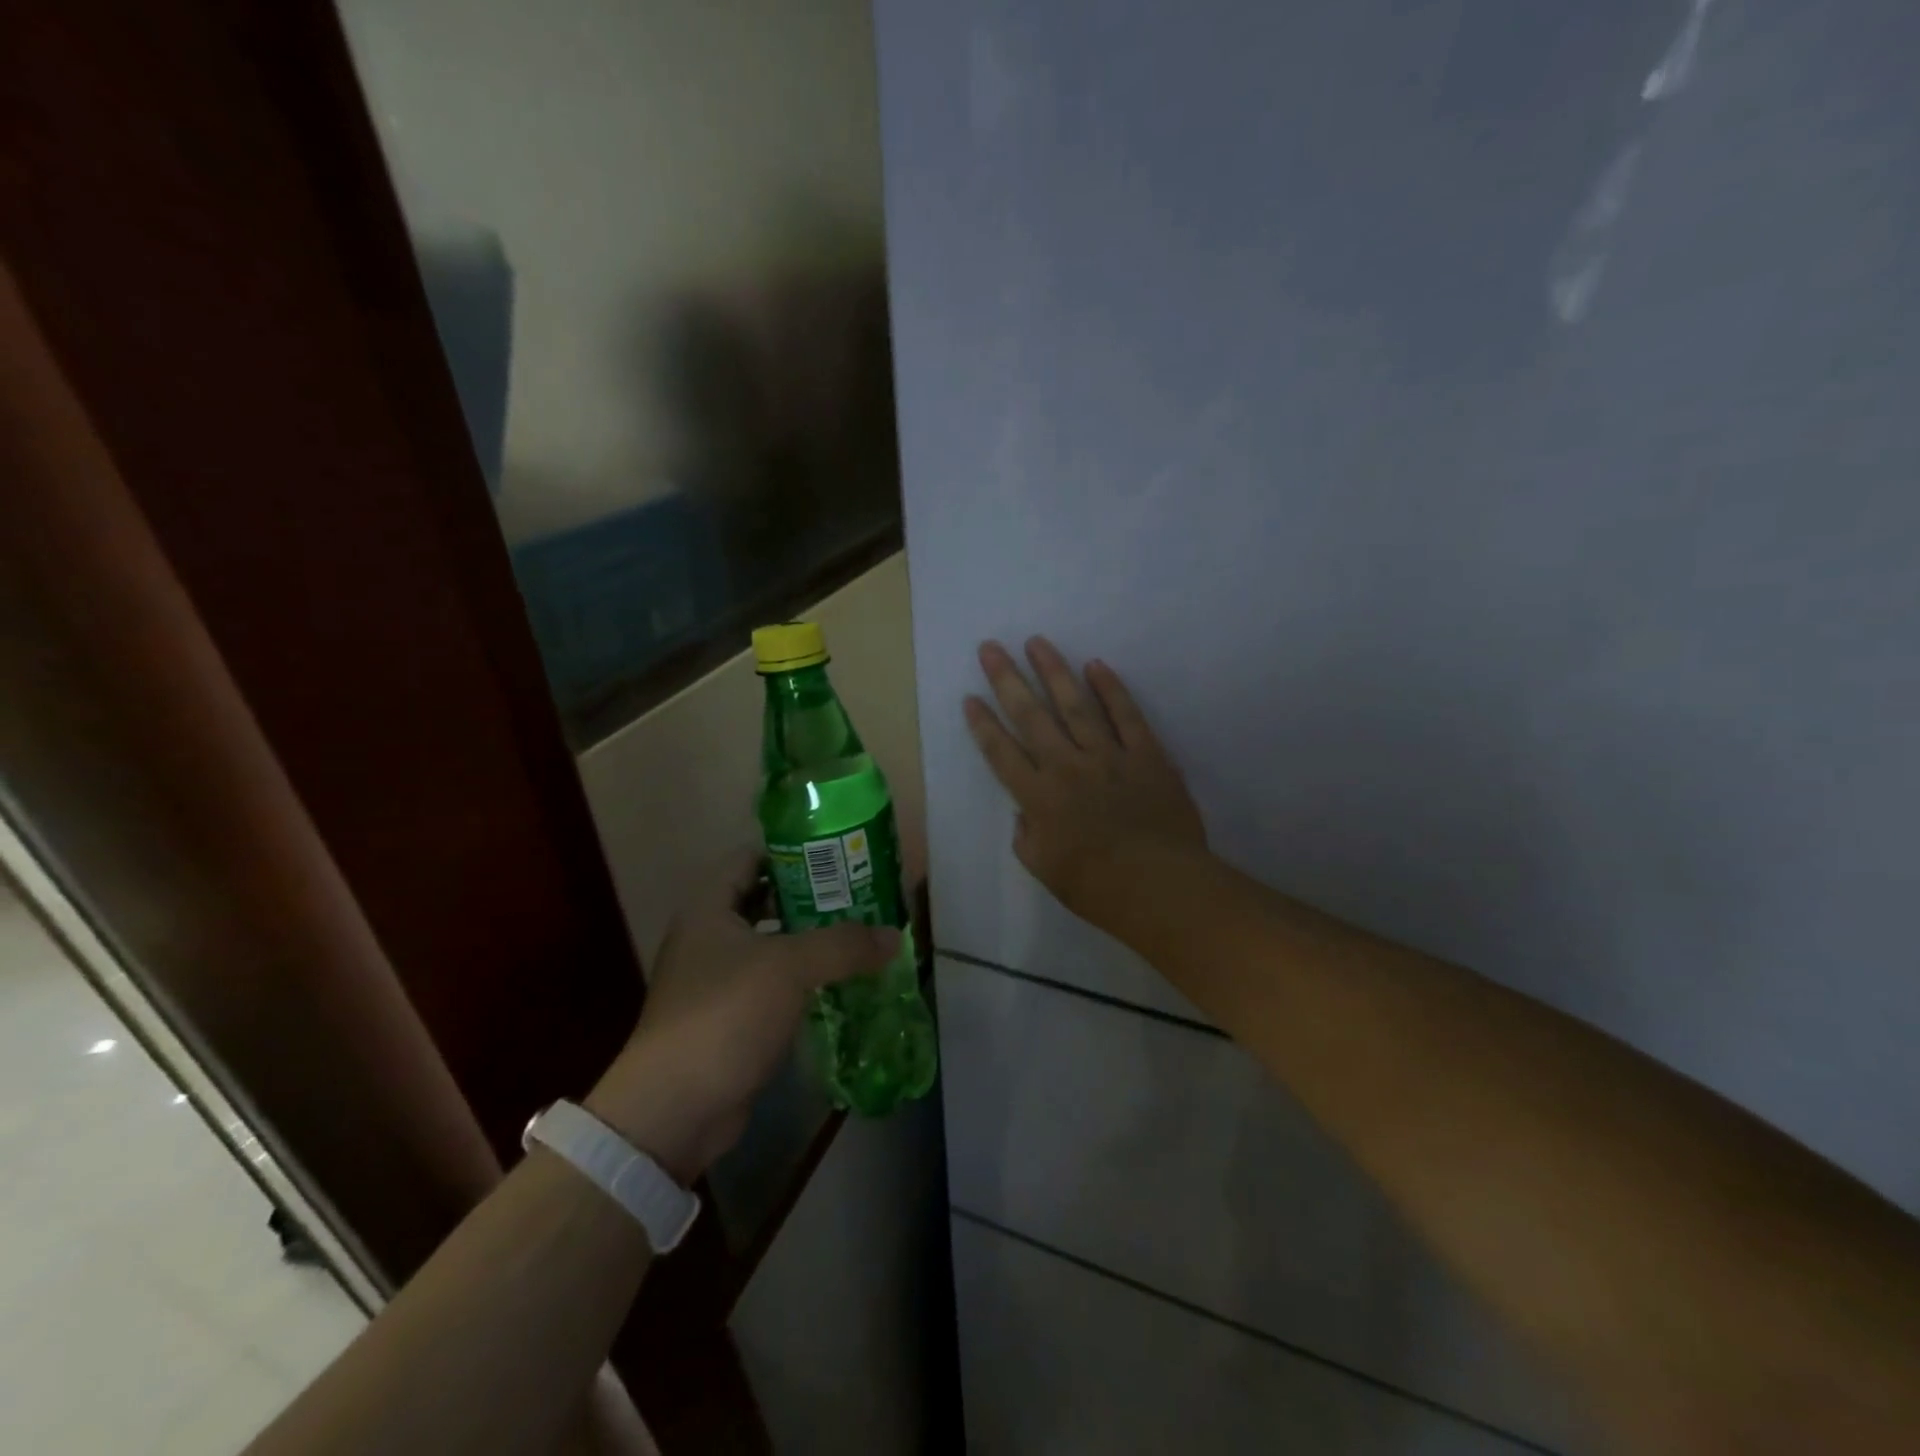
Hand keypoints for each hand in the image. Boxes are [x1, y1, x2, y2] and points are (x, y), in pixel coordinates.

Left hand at [586, 850, 897, 1183]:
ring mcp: (716, 980)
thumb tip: (894, 936)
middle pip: (765, 901)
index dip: (792, 851)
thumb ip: (844, 944)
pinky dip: (804, 981)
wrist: (675, 1109)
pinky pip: (773, 985)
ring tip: (860, 935)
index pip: (750, 858)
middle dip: (812, 897)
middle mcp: (709, 937)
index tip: (838, 854)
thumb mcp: (789, 967)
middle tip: (860, 895)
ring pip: (772, 945)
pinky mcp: (729, 1019)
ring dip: (811, 942)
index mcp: (709, 908)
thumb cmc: (725, 1015)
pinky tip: (841, 982)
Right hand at [964, 637, 1206, 920]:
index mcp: (1038, 797)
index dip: (983, 724)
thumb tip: (1026, 813)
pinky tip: (1096, 665)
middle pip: (1031, 715)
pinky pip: (1126, 714)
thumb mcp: (1045, 870)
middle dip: (1007, 679)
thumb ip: (1027, 837)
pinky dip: (1111, 689)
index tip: (970, 697)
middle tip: (990, 647)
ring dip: (1053, 671)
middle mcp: (1067, 766)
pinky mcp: (1145, 754)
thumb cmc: (1097, 887)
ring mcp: (1108, 755)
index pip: (1001, 752)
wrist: (1159, 885)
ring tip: (1036, 642)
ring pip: (1075, 704)